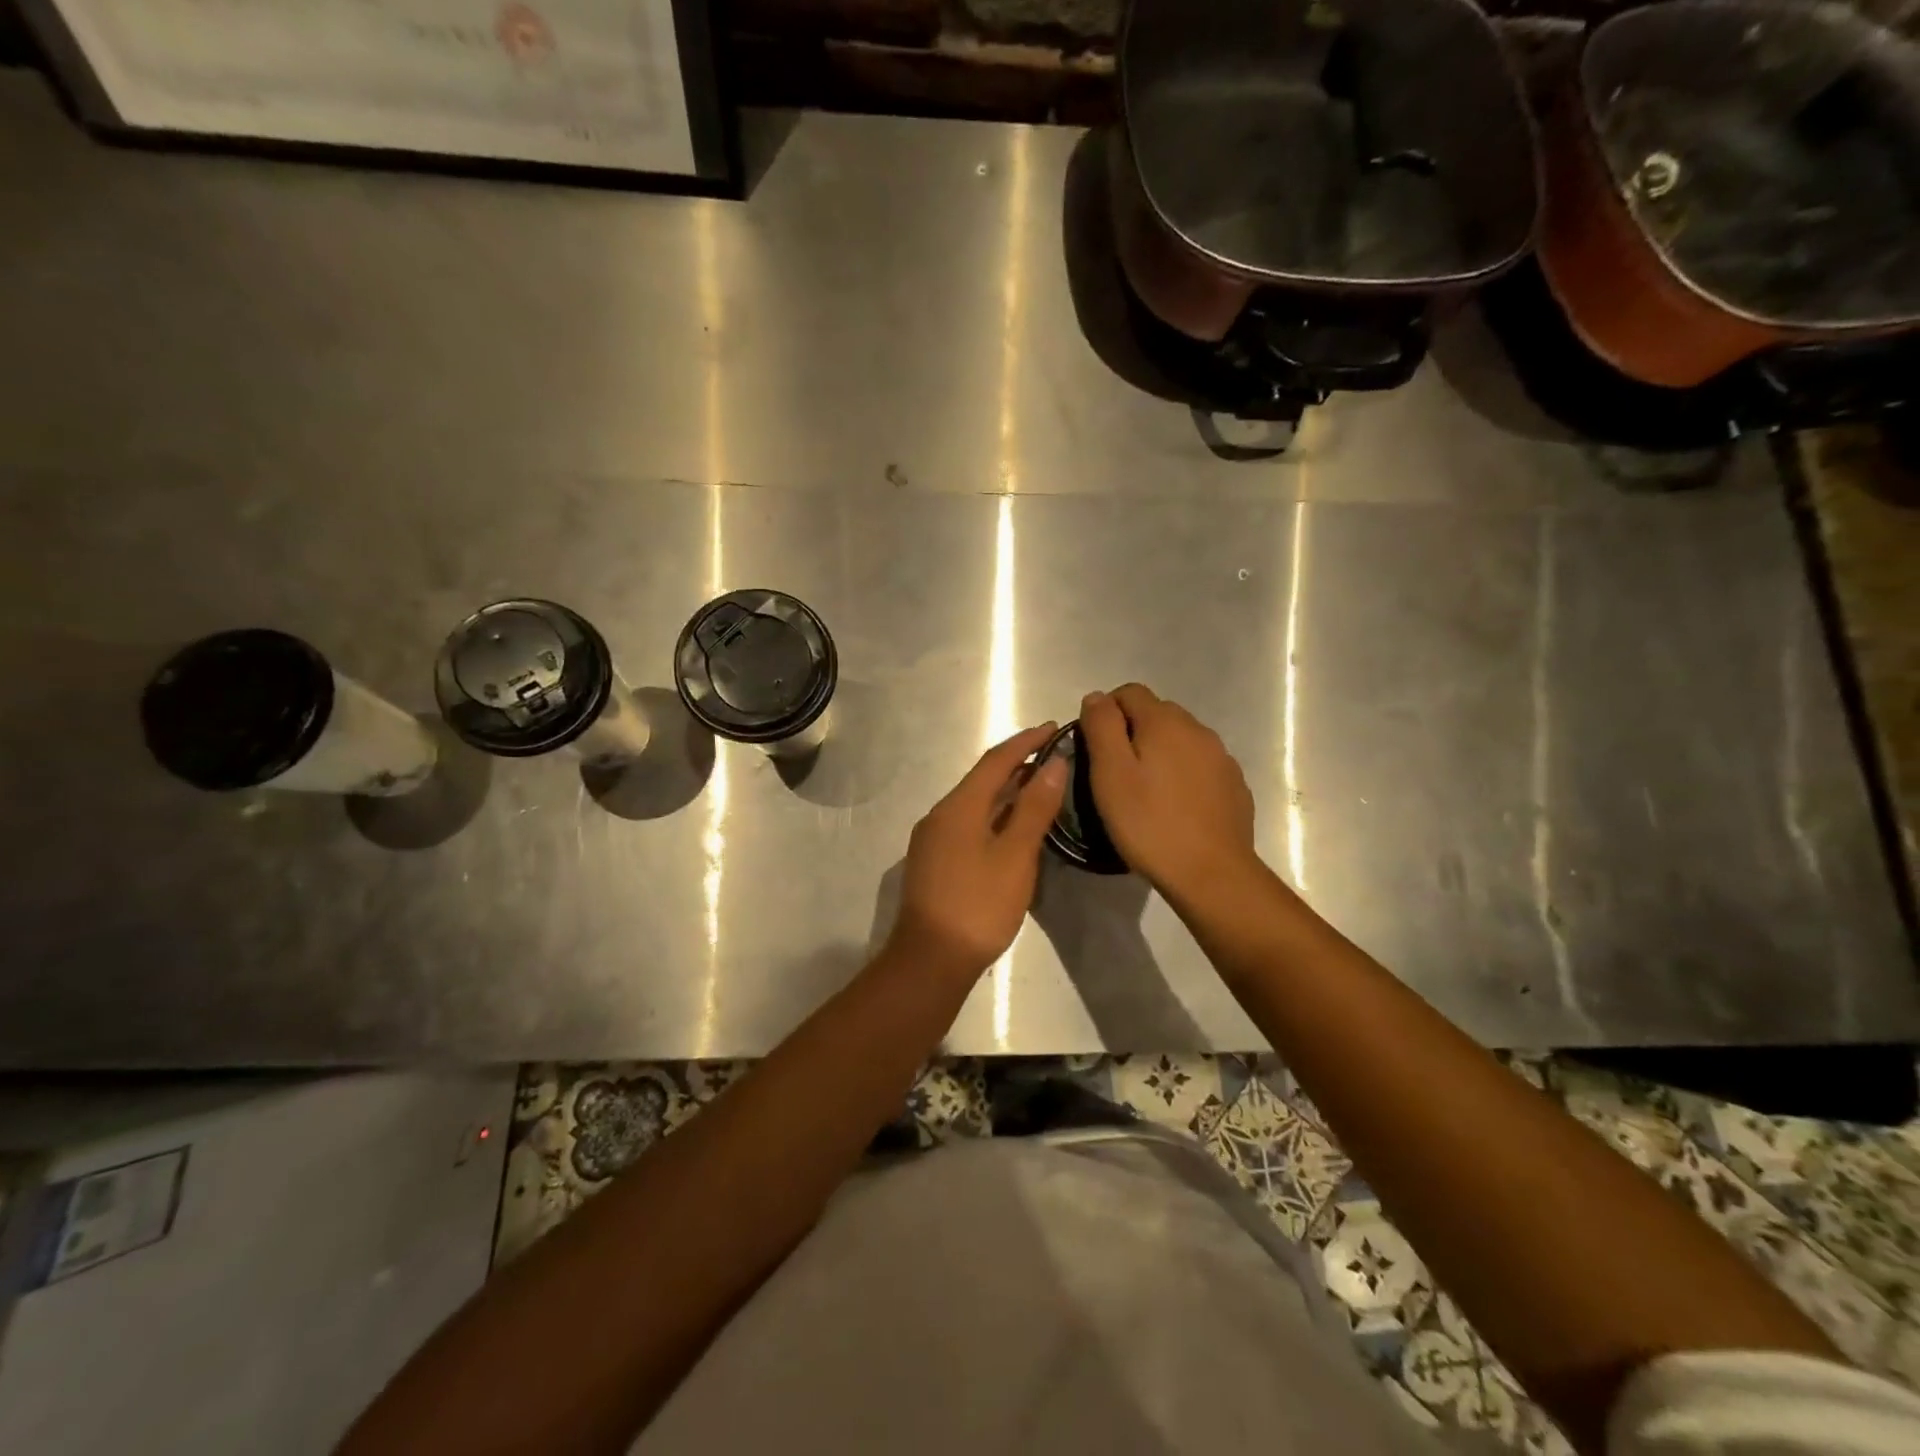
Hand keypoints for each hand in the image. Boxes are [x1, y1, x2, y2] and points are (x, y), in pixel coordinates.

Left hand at [885, 723, 1069, 982]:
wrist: (930, 960)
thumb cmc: (978, 906)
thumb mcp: (1015, 856)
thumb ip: (1034, 808)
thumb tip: (1054, 763)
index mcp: (958, 807)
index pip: (996, 760)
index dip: (1026, 741)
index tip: (1053, 727)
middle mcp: (940, 815)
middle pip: (983, 780)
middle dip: (1018, 765)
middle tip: (1055, 758)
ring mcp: (933, 840)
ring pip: (975, 804)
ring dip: (1006, 792)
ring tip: (1041, 789)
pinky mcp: (934, 862)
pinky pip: (968, 824)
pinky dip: (994, 816)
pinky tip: (1013, 829)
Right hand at [1081, 685, 1259, 902]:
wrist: (1211, 873)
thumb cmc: (1149, 823)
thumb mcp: (1110, 774)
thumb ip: (1101, 727)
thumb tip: (1097, 697)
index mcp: (1165, 722)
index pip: (1129, 692)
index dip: (1106, 711)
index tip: (1094, 746)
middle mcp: (1198, 729)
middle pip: (1157, 713)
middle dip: (1133, 731)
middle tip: (1115, 772)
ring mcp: (1221, 758)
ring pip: (1181, 740)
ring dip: (1160, 753)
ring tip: (1145, 791)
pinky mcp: (1234, 785)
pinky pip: (1200, 765)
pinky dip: (1183, 774)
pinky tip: (1174, 806)